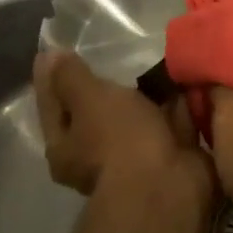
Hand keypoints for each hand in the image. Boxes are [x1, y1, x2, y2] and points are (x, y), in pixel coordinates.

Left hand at [34, 51, 212, 205]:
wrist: (169, 185)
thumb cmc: (119, 139)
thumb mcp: (89, 100)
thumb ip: (72, 77)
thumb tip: (50, 55)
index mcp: (66, 146)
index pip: (52, 103)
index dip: (51, 75)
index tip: (54, 48)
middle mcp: (96, 154)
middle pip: (95, 111)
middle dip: (104, 85)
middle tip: (109, 51)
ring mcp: (136, 156)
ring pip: (136, 116)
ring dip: (145, 93)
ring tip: (153, 56)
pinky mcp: (171, 153)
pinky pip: (170, 120)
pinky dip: (177, 102)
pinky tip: (182, 76)